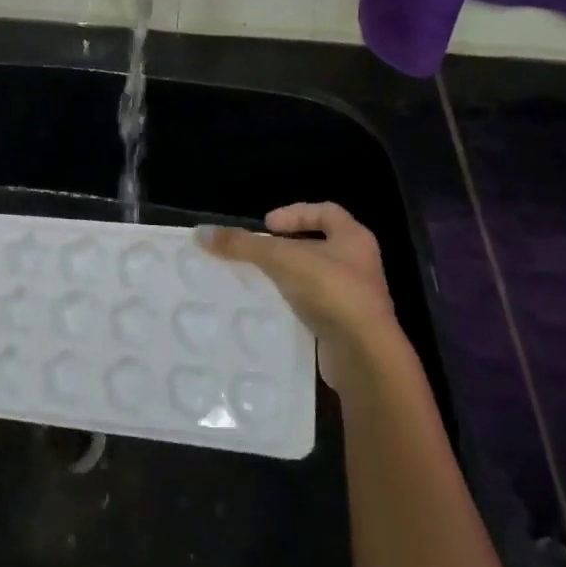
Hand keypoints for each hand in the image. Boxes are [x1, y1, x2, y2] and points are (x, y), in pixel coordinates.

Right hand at [198, 203, 404, 392]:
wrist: (364, 354)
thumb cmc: (330, 291)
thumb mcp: (282, 259)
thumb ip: (243, 245)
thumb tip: (201, 233)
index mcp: (354, 238)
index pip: (325, 211)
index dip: (295, 212)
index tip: (267, 225)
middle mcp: (359, 263)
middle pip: (319, 244)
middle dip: (288, 246)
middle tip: (259, 252)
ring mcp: (356, 297)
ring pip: (317, 276)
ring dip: (290, 275)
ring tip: (259, 279)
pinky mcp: (347, 325)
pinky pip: (316, 304)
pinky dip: (294, 302)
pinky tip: (273, 308)